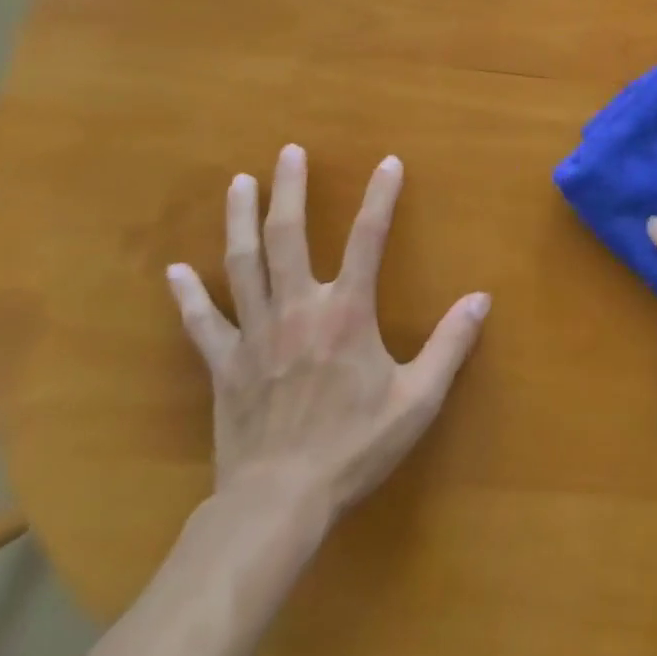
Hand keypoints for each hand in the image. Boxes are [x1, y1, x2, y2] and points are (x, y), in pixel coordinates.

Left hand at [165, 145, 490, 542]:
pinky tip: (174, 271)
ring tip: (239, 182)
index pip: (368, 239)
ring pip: (243, 265)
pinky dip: (188, 296)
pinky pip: (202, 323)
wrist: (277, 503)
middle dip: (289, 190)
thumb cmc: (354, 447)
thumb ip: (450, 344)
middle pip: (288, 237)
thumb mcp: (417, 399)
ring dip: (240, 220)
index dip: (380, 197)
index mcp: (346, 313)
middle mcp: (297, 309)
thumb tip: (482, 298)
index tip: (388, 163)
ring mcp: (255, 334)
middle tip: (288, 152)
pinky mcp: (224, 364)